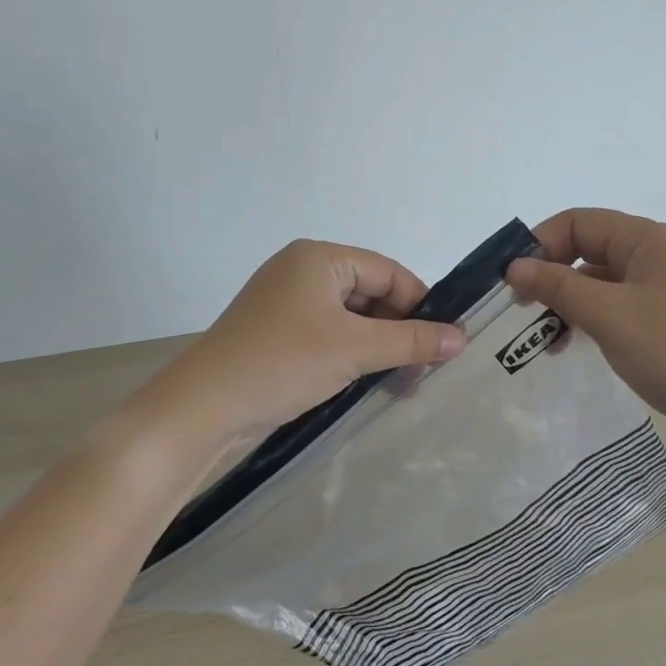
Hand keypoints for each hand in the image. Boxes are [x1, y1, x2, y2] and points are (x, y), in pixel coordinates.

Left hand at [141, 239, 466, 455]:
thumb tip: (462, 337)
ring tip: (403, 381)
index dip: (419, 304)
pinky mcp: (275, 336)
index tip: (445, 341)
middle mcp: (300, 272)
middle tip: (426, 368)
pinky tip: (368, 383)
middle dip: (398, 329)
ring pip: (349, 319)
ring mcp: (284, 305)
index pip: (387, 271)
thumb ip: (411, 341)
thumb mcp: (355, 349)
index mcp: (318, 258)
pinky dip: (350, 356)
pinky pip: (327, 337)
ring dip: (377, 346)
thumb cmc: (284, 362)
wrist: (203, 407)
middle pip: (369, 293)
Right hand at [505, 208, 665, 441]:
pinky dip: (599, 319)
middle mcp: (663, 254)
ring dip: (573, 302)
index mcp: (648, 239)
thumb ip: (558, 287)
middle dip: (553, 276)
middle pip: (592, 250)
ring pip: (608, 282)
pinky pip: (628, 305)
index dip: (540, 244)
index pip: (578, 222)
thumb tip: (514, 266)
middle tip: (525, 313)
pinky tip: (584, 345)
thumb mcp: (610, 316)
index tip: (512, 282)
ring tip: (550, 338)